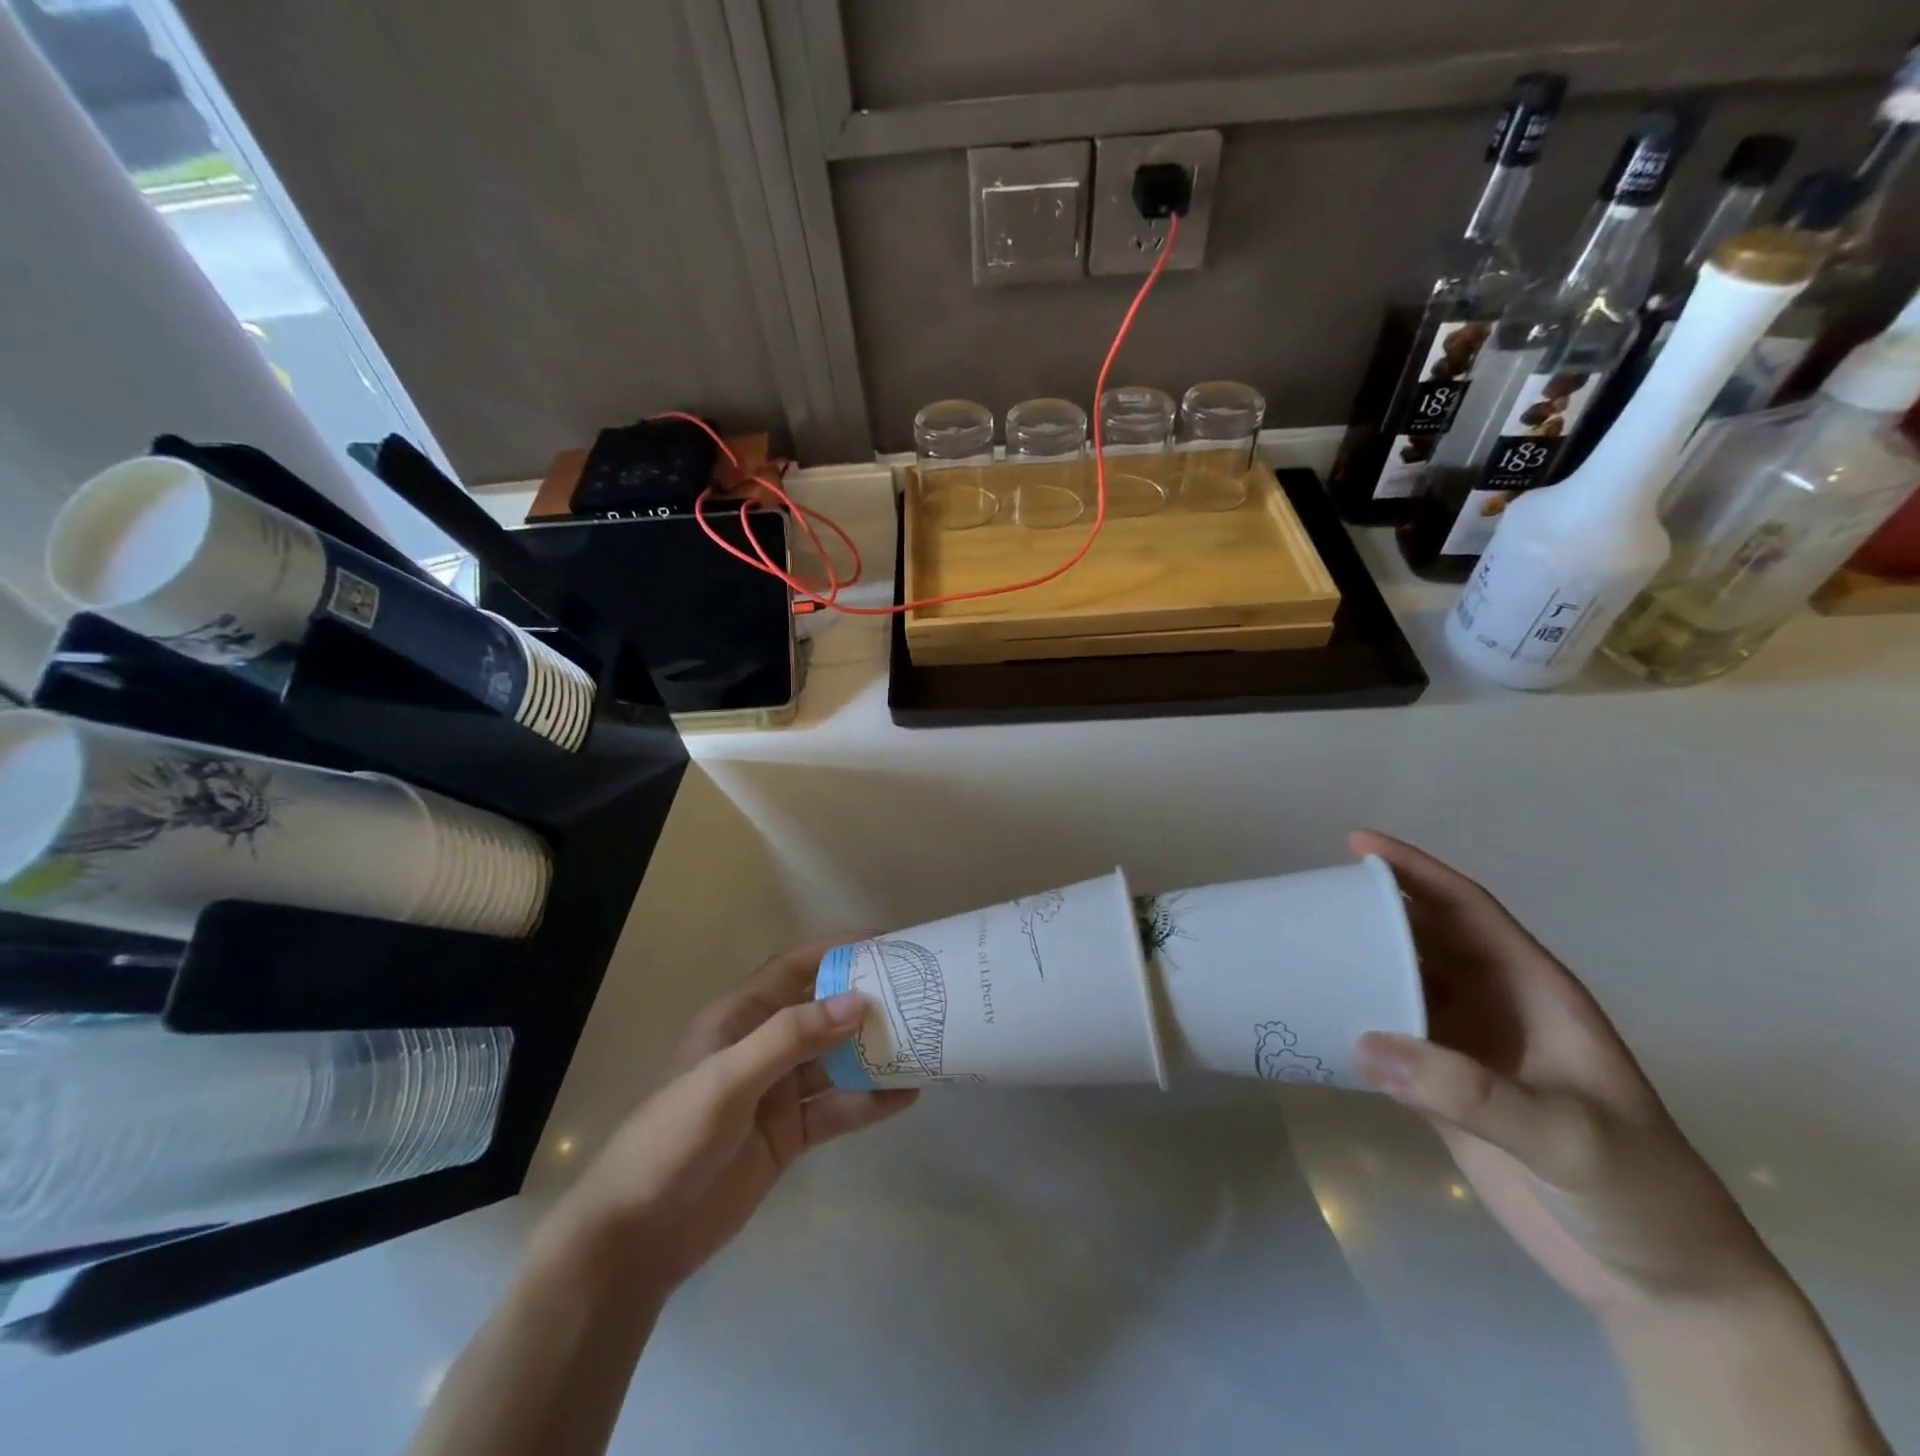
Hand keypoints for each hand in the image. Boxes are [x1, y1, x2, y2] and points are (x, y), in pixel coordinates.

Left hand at [539, 940, 917, 1301]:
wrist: (637, 1238)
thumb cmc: (674, 1139)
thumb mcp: (729, 1079)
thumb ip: (792, 1037)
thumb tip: (857, 1000)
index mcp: (738, 1020)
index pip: (793, 970)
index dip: (835, 951)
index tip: (883, 943)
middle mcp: (761, 1048)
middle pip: (822, 1013)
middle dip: (864, 1002)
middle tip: (916, 993)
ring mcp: (777, 1094)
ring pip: (835, 1062)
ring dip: (873, 1054)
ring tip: (923, 1043)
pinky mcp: (788, 1136)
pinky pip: (836, 1110)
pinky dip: (868, 1103)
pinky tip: (906, 1097)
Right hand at [1350, 831, 1785, 1319]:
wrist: (1662, 1283)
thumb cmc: (1640, 1192)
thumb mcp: (1566, 1137)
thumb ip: (1469, 1091)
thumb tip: (1363, 1042)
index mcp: (1534, 991)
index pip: (1467, 910)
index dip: (1416, 871)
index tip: (1357, 844)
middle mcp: (1496, 1006)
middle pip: (1426, 937)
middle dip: (1374, 908)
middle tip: (1309, 897)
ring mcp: (1471, 1048)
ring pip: (1403, 981)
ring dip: (1359, 961)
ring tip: (1301, 946)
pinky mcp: (1448, 1090)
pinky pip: (1391, 1036)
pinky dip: (1355, 1019)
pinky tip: (1317, 1015)